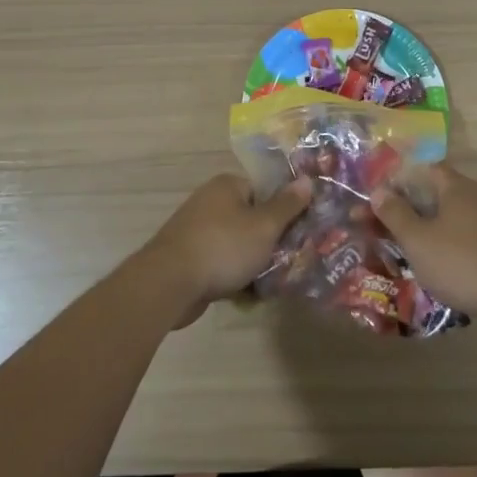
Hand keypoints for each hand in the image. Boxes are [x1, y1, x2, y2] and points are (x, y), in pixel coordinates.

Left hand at [146, 174, 311, 324]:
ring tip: (274, 282)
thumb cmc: (223, 247)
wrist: (169, 284)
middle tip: (292, 259)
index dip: (283, 209)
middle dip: (270, 241)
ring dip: (254, 263)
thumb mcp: (264, 226)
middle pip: (251, 219)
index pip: (264, 190)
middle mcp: (210, 202)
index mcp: (227, 186)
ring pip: (238, 245)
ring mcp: (197, 231)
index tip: (300, 229)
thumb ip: (287, 205)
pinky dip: (234, 277)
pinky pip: (221, 264)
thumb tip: (306, 180)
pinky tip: (249, 296)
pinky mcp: (189, 259)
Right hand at [371, 164, 476, 318]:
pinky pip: (459, 238)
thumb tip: (378, 191)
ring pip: (445, 219)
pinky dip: (440, 245)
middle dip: (403, 209)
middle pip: (432, 195)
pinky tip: (430, 265)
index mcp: (455, 187)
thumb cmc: (460, 262)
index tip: (375, 199)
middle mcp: (474, 198)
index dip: (396, 180)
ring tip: (397, 249)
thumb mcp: (417, 239)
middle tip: (375, 227)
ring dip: (421, 229)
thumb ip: (395, 213)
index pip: (422, 169)